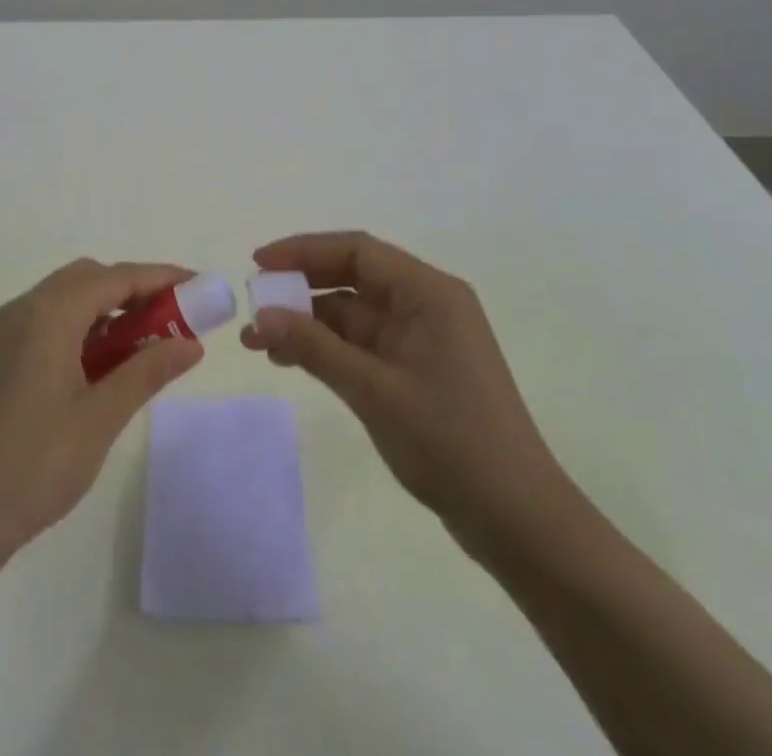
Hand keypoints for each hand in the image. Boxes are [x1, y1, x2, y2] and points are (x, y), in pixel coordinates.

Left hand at [0, 259, 203, 555]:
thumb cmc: (35, 464)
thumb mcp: (101, 417)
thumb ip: (148, 372)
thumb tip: (191, 344)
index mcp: (48, 314)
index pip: (115, 277)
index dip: (160, 277)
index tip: (199, 285)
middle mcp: (24, 309)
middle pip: (89, 278)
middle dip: (134, 290)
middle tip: (174, 317)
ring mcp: (6, 332)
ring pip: (68, 298)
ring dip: (108, 309)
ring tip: (145, 342)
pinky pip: (49, 320)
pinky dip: (83, 327)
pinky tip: (103, 363)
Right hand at [242, 231, 579, 561]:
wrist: (518, 521)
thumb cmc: (451, 442)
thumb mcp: (373, 390)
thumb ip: (314, 347)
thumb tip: (259, 316)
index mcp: (429, 293)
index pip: (357, 251)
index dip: (304, 250)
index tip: (259, 263)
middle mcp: (426, 305)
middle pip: (352, 277)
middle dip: (300, 288)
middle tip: (253, 304)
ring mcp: (422, 339)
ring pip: (352, 314)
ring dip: (307, 323)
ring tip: (257, 342)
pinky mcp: (415, 370)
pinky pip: (361, 344)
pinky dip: (326, 348)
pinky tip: (289, 360)